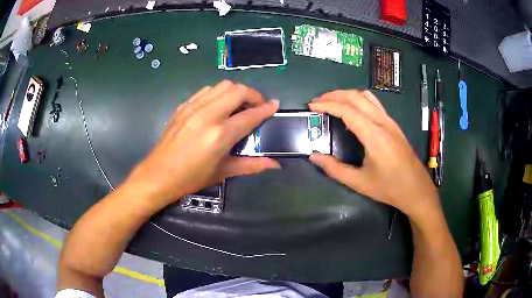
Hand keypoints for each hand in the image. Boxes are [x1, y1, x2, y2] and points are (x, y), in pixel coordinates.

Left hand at [126, 80, 280, 207]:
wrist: (158, 174)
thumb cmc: (191, 178)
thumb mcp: (223, 172)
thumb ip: (252, 165)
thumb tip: (275, 165)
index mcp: (220, 134)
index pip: (250, 115)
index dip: (266, 109)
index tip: (275, 105)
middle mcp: (208, 115)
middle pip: (238, 90)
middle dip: (253, 94)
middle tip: (257, 105)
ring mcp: (194, 107)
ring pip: (222, 86)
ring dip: (236, 91)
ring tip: (239, 104)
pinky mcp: (184, 106)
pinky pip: (206, 91)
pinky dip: (218, 93)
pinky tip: (218, 106)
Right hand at [308, 90, 440, 218]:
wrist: (416, 189)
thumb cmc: (389, 188)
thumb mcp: (359, 182)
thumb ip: (334, 169)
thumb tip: (314, 156)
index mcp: (374, 135)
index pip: (347, 110)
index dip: (327, 105)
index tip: (311, 106)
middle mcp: (383, 122)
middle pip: (356, 97)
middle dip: (334, 95)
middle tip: (317, 102)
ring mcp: (390, 121)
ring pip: (366, 97)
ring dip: (346, 95)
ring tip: (331, 102)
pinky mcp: (393, 124)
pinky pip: (374, 103)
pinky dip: (358, 100)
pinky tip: (351, 111)